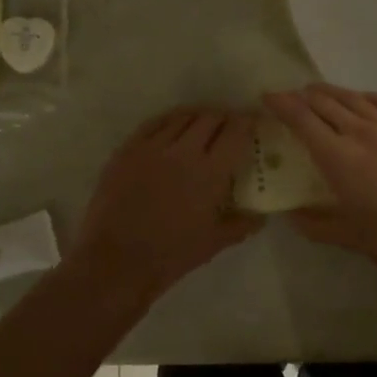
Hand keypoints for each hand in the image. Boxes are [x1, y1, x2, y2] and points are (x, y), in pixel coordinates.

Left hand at [68, 108, 262, 307]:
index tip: (252, 123)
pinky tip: (172, 127)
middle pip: (210, 118)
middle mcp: (184, 151)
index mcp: (211, 172)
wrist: (116, 260)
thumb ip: (240, 224)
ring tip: (202, 124)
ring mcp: (152, 147)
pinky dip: (169, 121)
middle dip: (224, 118)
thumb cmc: (170, 255)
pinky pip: (153, 123)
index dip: (247, 122)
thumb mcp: (213, 243)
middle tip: (228, 127)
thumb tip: (260, 216)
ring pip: (181, 116)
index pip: (236, 132)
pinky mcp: (128, 149)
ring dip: (197, 116)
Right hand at [264, 85, 376, 290]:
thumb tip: (289, 215)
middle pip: (324, 101)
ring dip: (330, 93)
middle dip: (302, 96)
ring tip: (318, 94)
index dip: (281, 103)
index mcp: (338, 157)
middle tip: (290, 99)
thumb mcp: (346, 236)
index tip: (268, 97)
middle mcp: (361, 132)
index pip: (301, 118)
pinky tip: (361, 101)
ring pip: (353, 97)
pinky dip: (364, 97)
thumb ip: (313, 222)